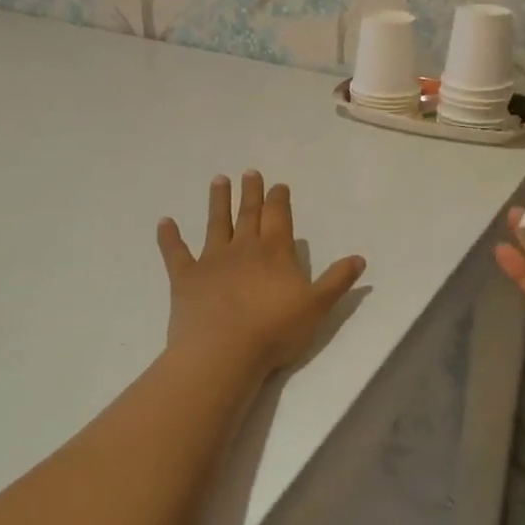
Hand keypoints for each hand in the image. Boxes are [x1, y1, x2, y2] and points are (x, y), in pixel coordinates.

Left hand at [158, 171, 366, 377]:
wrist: (223, 352)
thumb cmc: (275, 329)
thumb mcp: (317, 306)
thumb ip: (337, 280)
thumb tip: (359, 258)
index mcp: (276, 251)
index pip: (279, 217)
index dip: (279, 199)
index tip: (278, 185)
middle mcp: (244, 248)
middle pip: (249, 214)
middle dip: (251, 193)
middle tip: (249, 173)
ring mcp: (212, 261)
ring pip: (216, 224)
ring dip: (218, 202)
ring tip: (219, 180)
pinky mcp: (185, 278)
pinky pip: (175, 253)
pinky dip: (169, 237)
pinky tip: (164, 221)